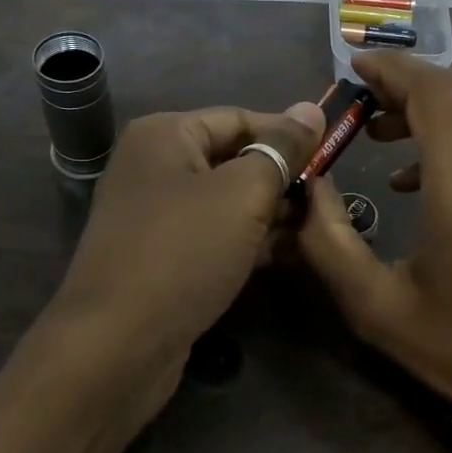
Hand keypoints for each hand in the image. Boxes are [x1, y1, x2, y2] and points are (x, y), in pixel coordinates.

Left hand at [49, 101, 323, 409]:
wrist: (118, 344)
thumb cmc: (184, 252)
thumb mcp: (243, 193)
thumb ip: (281, 150)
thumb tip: (312, 108)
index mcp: (164, 135)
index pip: (240, 118)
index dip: (288, 136)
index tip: (333, 158)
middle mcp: (153, 167)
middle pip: (232, 159)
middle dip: (280, 179)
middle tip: (327, 200)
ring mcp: (153, 216)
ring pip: (225, 202)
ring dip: (269, 213)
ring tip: (317, 227)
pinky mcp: (161, 257)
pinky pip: (213, 235)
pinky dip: (246, 241)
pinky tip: (284, 254)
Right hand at [296, 53, 451, 452]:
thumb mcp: (376, 307)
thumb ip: (329, 239)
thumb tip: (308, 185)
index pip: (435, 93)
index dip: (393, 70)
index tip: (354, 66)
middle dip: (408, 87)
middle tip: (361, 105)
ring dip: (435, 111)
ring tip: (385, 138)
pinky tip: (429, 180)